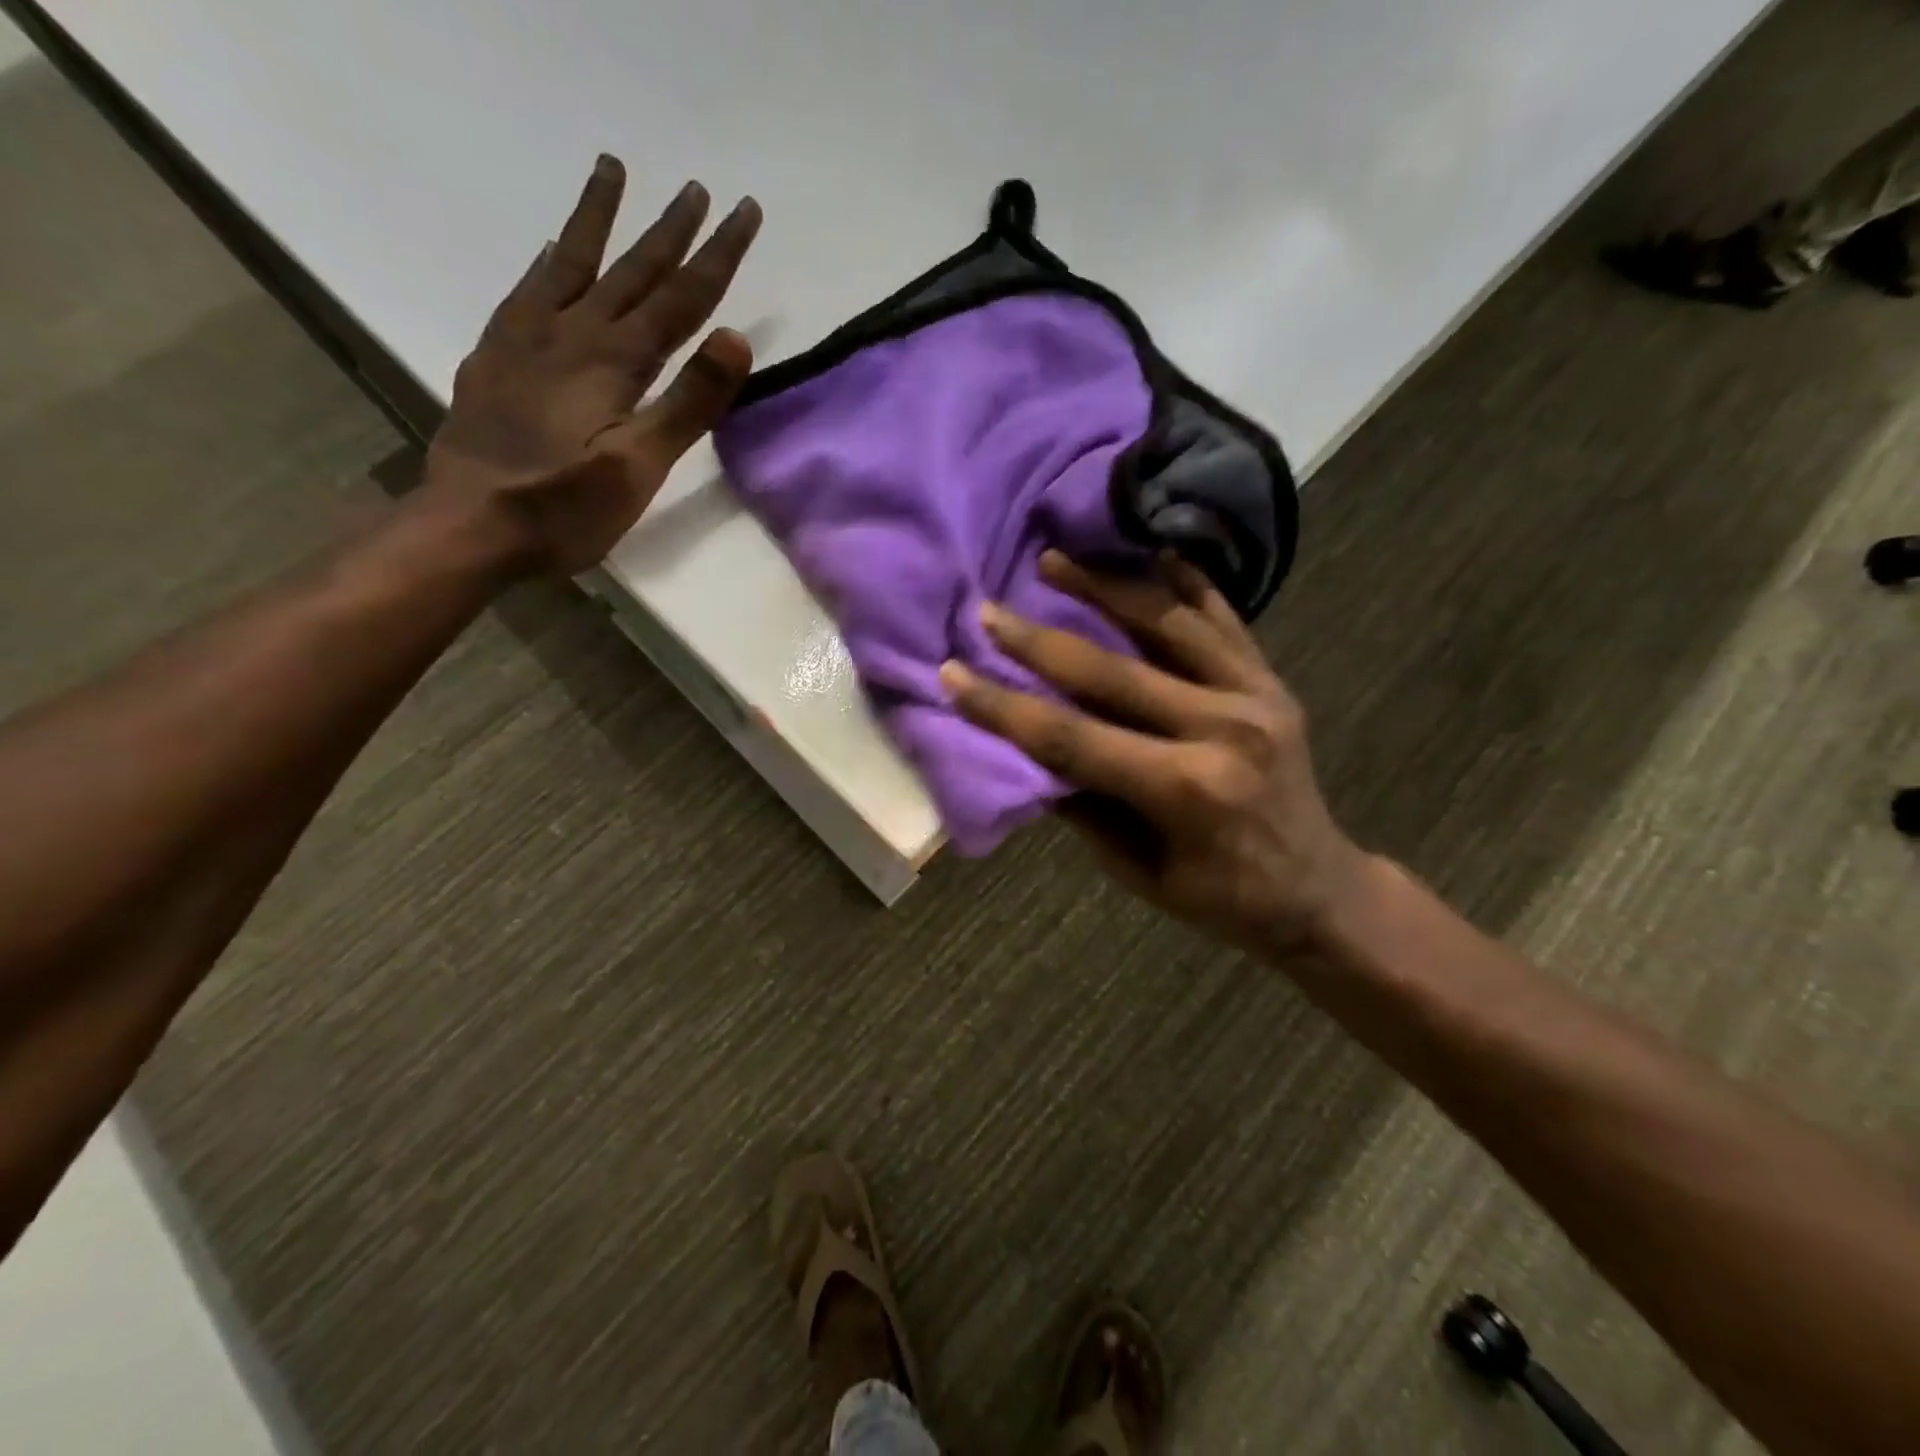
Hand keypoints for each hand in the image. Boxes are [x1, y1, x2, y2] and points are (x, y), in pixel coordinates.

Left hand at [423, 155, 762, 573]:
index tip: (744, 210)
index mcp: (614, 361)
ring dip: (598, 219)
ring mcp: (527, 340)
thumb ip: (688, 402)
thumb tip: (736, 336)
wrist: (470, 526)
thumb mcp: (640, 465)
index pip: (680, 298)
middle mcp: (572, 334)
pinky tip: (553, 250)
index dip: (717, 255)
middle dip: (670, 230)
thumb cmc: (566, 507)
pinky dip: (548, 262)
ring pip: (572, 264)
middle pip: (632, 271)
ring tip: (611, 170)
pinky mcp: (497, 357)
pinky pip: (528, 290)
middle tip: (697, 188)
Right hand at [940, 552, 1366, 954]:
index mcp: (1186, 790)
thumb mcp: (1138, 871)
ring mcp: (1255, 697)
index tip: (954, 674)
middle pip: (1112, 673)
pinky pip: (1223, 619)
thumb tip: (1031, 750)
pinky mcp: (1272, 682)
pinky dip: (1184, 582)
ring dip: (1105, 587)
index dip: (1005, 707)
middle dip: (1038, 641)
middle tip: (989, 610)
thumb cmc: (1221, 897)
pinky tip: (1150, 550)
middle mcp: (1222, 730)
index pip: (1073, 739)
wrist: (1317, 887)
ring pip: (1168, 624)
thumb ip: (1085, 806)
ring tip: (1054, 558)